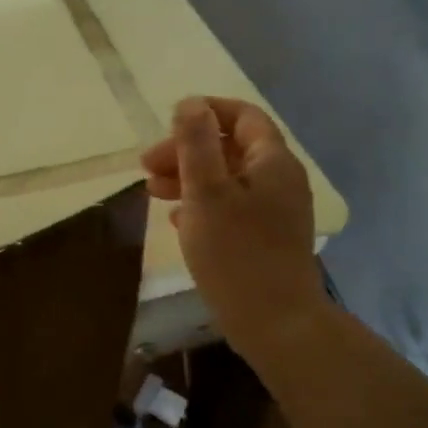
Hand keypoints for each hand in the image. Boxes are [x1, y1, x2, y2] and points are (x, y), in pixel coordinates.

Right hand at [141, 97, 326, 354]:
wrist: (277, 325)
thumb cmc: (237, 254)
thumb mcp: (206, 192)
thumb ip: (197, 143)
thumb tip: (190, 102)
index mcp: (272, 161)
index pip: (242, 116)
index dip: (205, 112)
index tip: (167, 123)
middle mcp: (280, 180)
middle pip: (231, 148)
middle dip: (188, 150)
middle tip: (146, 167)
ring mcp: (277, 211)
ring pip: (228, 180)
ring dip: (190, 178)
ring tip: (152, 192)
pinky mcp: (268, 239)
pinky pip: (232, 208)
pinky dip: (203, 205)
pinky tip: (176, 220)